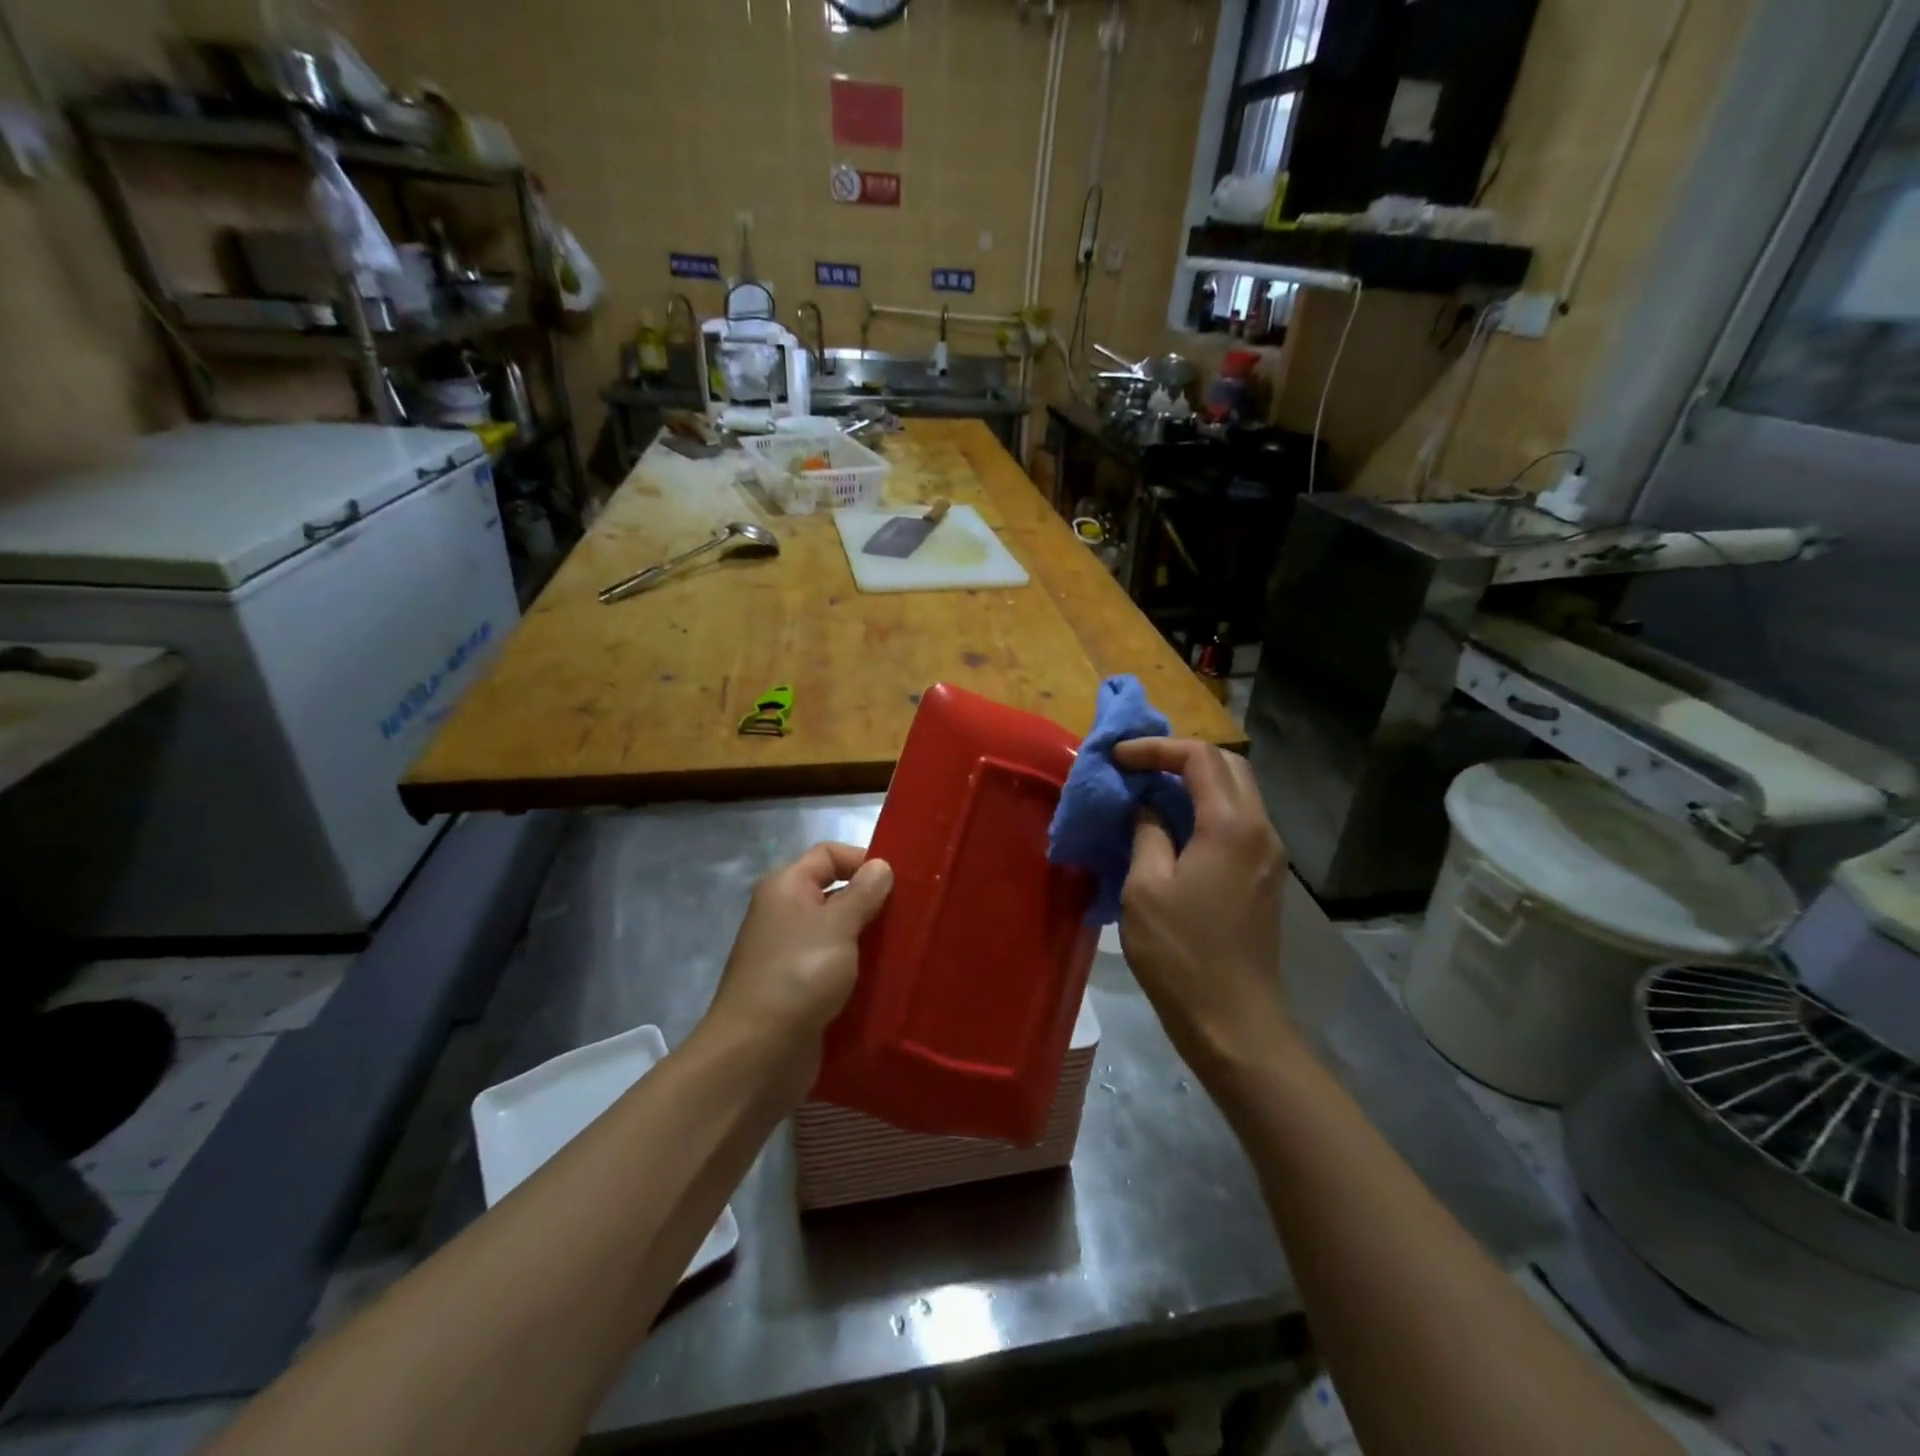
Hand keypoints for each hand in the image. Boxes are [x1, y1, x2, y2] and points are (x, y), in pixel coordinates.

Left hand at [701, 843, 891, 1090]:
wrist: (757, 1054)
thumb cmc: (799, 974)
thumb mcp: (838, 925)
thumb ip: (863, 893)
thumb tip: (881, 866)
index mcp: (786, 887)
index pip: (829, 854)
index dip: (863, 860)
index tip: (901, 883)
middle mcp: (785, 914)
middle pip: (835, 893)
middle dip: (872, 902)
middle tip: (913, 916)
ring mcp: (791, 954)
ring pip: (839, 933)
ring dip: (869, 939)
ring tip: (908, 947)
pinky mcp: (800, 989)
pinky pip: (836, 967)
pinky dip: (859, 970)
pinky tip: (888, 979)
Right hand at [1113, 739, 1291, 1075]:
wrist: (1233, 1020)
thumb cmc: (1181, 953)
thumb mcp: (1145, 888)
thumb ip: (1147, 832)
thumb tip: (1146, 807)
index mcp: (1230, 825)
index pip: (1199, 757)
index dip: (1155, 748)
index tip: (1117, 758)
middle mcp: (1260, 828)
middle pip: (1228, 765)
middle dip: (1181, 756)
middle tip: (1138, 768)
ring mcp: (1269, 852)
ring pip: (1237, 791)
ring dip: (1196, 781)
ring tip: (1151, 791)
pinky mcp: (1266, 874)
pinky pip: (1239, 820)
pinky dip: (1207, 807)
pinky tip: (1175, 826)